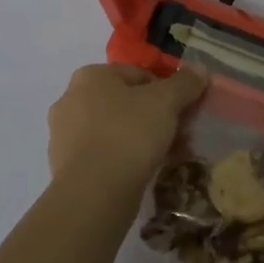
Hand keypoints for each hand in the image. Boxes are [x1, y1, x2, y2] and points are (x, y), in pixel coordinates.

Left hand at [46, 63, 206, 193]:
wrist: (94, 192)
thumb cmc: (129, 134)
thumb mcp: (165, 102)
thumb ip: (184, 83)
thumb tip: (200, 69)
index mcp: (90, 76)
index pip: (138, 74)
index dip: (167, 90)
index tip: (184, 112)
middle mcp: (70, 99)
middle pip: (125, 102)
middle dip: (154, 117)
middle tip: (178, 135)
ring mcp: (63, 134)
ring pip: (114, 129)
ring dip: (141, 139)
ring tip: (166, 157)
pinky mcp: (64, 165)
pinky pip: (103, 154)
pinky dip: (123, 159)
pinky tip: (142, 173)